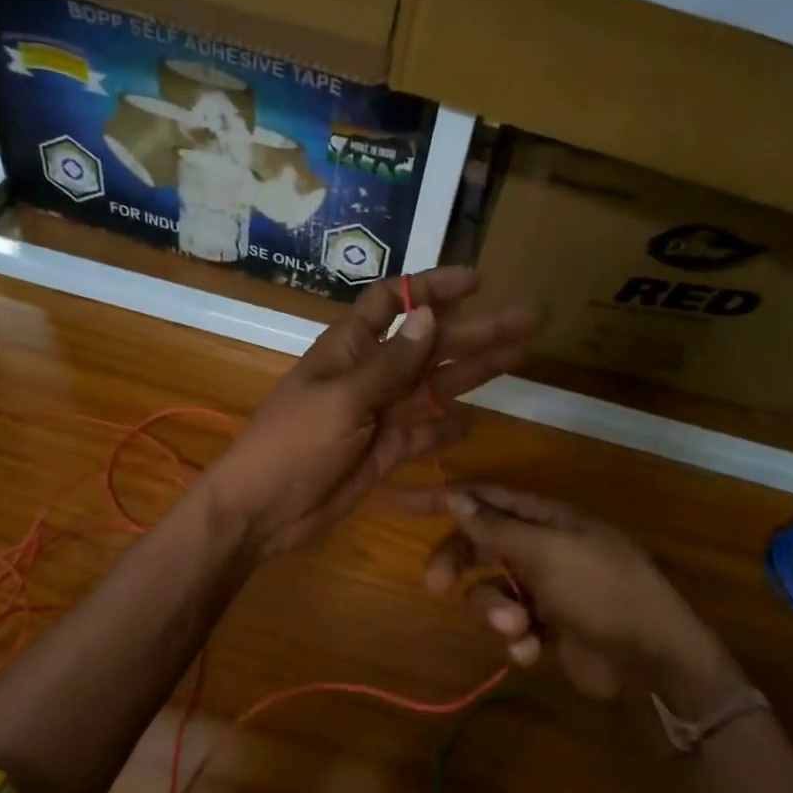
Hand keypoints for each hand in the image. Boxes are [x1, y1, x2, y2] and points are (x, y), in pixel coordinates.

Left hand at [205, 269, 535, 556]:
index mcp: (350, 349)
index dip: (430, 288)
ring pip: (436, 386)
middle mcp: (371, 375)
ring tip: (520, 355)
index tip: (476, 281)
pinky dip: (447, 428)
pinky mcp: (387, 452)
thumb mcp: (343, 399)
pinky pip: (425, 433)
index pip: (393, 303)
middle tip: (528, 319)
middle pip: (430, 344)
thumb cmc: (293, 444)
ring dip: (475, 371)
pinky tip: (475, 420)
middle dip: (476, 330)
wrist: (264, 511)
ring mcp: (381, 415)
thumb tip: (430, 314)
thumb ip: (390, 363)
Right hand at [406, 485, 743, 710]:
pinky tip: (531, 651)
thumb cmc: (602, 591)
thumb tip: (455, 494)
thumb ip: (496, 528)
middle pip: (480, 543)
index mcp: (547, 518)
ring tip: (516, 629)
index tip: (401, 502)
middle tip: (436, 584)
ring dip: (494, 610)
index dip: (443, 497)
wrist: (652, 662)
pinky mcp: (547, 626)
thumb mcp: (546, 553)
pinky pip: (510, 624)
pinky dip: (515, 638)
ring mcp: (546, 587)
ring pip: (491, 589)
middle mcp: (543, 546)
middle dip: (459, 563)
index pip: (485, 497)